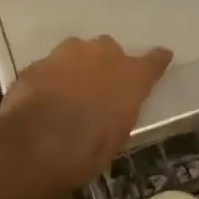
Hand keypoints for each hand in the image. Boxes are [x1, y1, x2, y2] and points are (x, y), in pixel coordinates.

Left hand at [0, 36, 171, 191]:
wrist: (37, 143)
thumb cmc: (88, 149)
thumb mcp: (117, 135)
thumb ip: (119, 111)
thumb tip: (112, 109)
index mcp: (131, 76)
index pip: (154, 61)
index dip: (156, 61)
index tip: (161, 58)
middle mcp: (103, 55)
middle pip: (109, 50)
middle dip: (106, 64)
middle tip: (99, 86)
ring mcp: (67, 54)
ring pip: (77, 52)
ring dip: (76, 66)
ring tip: (69, 90)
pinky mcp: (38, 62)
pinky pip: (50, 67)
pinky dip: (51, 78)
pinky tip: (44, 97)